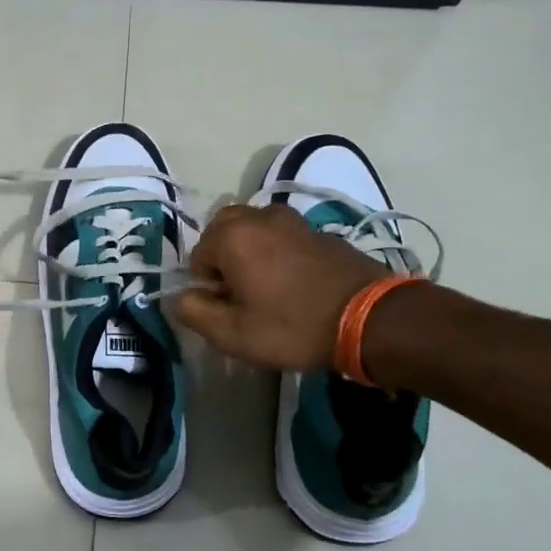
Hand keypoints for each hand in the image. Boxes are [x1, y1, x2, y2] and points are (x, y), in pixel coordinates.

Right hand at [171, 203, 384, 370]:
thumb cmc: (293, 327)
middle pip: (223, 232)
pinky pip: (281, 236)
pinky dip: (277, 252)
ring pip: (253, 230)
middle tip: (242, 296)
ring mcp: (292, 219)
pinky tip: (294, 283)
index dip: (207, 286)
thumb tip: (179, 297)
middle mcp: (258, 216)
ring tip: (267, 288)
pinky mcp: (317, 229)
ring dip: (250, 253)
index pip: (197, 256)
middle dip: (224, 259)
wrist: (370, 317)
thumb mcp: (233, 334)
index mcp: (232, 236)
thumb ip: (194, 312)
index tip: (229, 309)